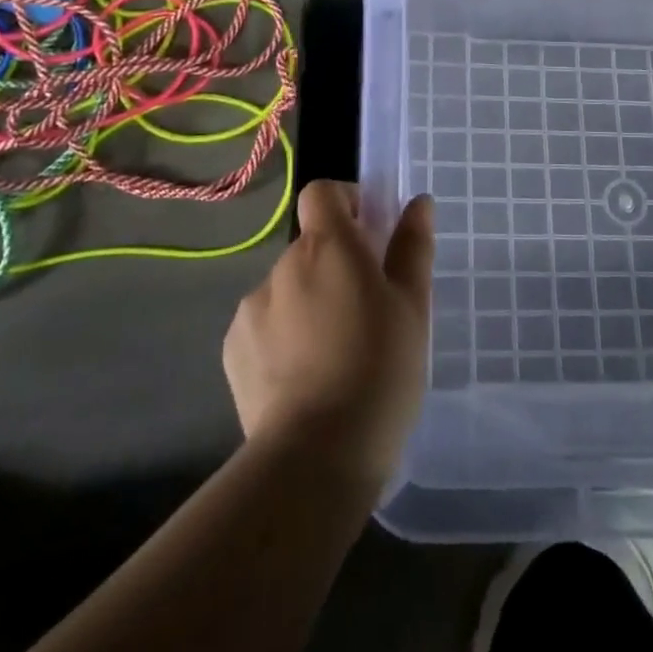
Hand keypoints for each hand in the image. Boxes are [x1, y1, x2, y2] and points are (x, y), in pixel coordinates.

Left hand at [223, 181, 432, 491]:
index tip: (369, 235)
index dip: (345, 203)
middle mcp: (283, 265)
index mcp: (327, 246)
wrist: (315, 458)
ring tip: (335, 354)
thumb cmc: (379, 371)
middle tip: (365, 311)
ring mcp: (252, 308)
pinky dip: (283, 335)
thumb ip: (412, 247)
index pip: (322, 193)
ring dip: (308, 301)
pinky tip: (304, 377)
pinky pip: (264, 324)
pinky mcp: (234, 348)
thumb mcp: (412, 307)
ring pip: (288, 287)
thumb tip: (418, 202)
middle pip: (309, 245)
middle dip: (334, 264)